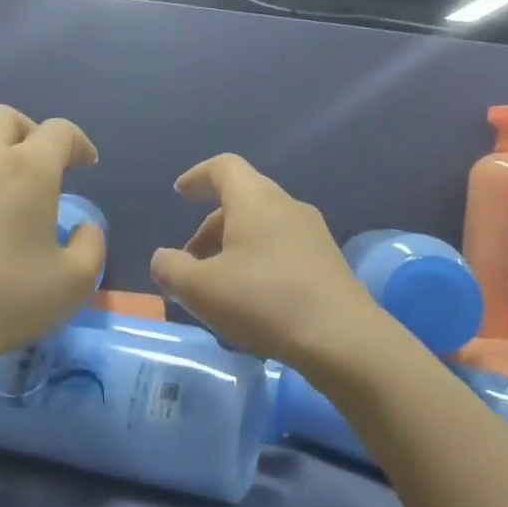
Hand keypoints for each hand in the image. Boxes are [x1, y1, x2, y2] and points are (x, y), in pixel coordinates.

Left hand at [0, 105, 105, 375]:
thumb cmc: (6, 300)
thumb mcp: (74, 282)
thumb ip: (91, 245)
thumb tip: (83, 228)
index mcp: (26, 169)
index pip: (58, 132)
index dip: (78, 143)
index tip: (86, 164)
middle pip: (4, 118)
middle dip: (29, 133)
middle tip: (40, 166)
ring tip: (2, 199)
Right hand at [150, 153, 384, 369]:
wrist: (343, 338)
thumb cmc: (264, 301)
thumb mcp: (201, 289)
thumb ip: (171, 269)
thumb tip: (164, 259)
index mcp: (255, 200)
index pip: (223, 167)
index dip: (197, 177)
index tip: (180, 193)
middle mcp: (286, 206)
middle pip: (242, 201)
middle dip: (210, 228)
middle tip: (190, 263)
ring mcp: (313, 234)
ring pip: (262, 228)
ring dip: (233, 249)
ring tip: (218, 289)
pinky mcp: (328, 263)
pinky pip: (282, 250)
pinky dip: (258, 264)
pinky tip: (252, 303)